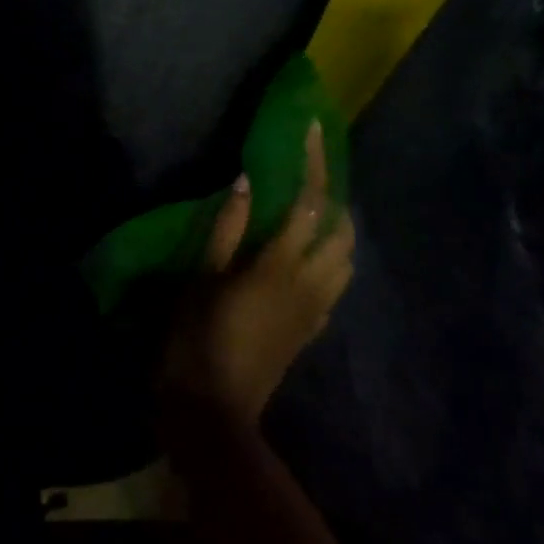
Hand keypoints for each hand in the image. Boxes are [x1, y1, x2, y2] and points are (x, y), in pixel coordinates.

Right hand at [160, 122, 355, 426]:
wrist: (213, 413)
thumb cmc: (196, 339)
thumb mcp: (201, 278)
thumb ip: (226, 228)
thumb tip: (246, 181)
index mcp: (281, 266)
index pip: (311, 202)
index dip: (314, 162)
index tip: (311, 130)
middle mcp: (310, 283)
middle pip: (343, 230)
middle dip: (336, 194)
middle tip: (312, 173)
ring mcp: (315, 309)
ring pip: (346, 259)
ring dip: (337, 228)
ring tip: (310, 210)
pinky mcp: (311, 329)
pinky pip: (335, 284)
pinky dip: (329, 258)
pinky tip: (304, 255)